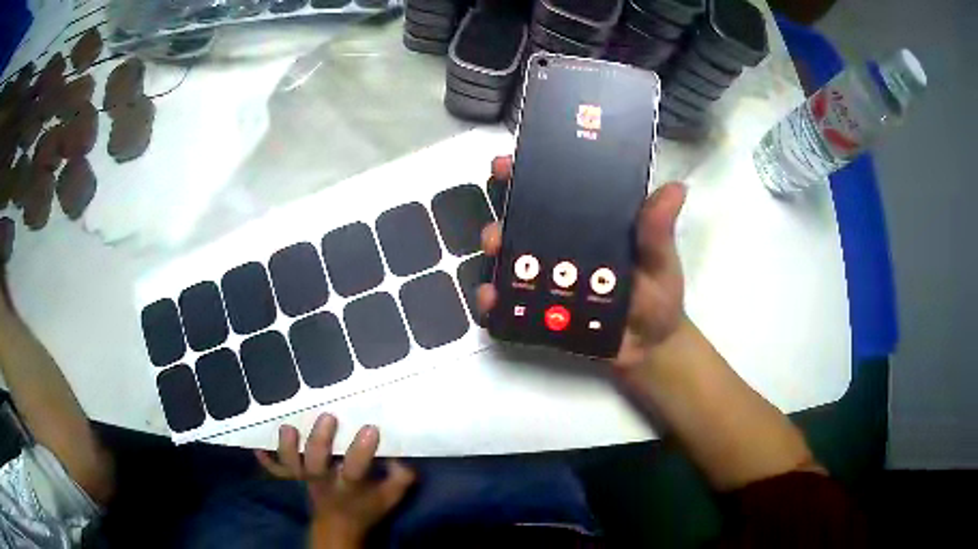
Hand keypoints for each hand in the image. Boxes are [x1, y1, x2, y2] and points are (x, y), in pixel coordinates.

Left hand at [255, 414, 414, 546]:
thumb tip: (400, 457)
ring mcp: (305, 479)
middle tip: (328, 417)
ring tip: (288, 428)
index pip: (356, 469)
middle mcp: (324, 481)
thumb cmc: (366, 507)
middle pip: (317, 464)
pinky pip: (275, 470)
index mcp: (350, 485)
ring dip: (287, 449)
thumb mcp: (390, 497)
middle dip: (320, 442)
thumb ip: (399, 478)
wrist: (338, 524)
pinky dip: (266, 460)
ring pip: (291, 466)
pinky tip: (258, 446)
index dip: (362, 451)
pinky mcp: (293, 478)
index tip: (370, 428)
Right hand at [476, 156, 686, 371]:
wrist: (648, 347)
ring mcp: (548, 274)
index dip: (530, 170)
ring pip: (511, 252)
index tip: (510, 161)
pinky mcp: (539, 306)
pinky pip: (510, 297)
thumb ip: (659, 231)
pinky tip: (491, 296)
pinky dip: (495, 295)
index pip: (558, 188)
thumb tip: (677, 189)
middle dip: (504, 205)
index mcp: (592, 221)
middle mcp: (563, 241)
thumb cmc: (658, 298)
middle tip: (502, 204)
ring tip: (494, 250)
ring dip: (495, 246)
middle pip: (526, 215)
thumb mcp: (660, 261)